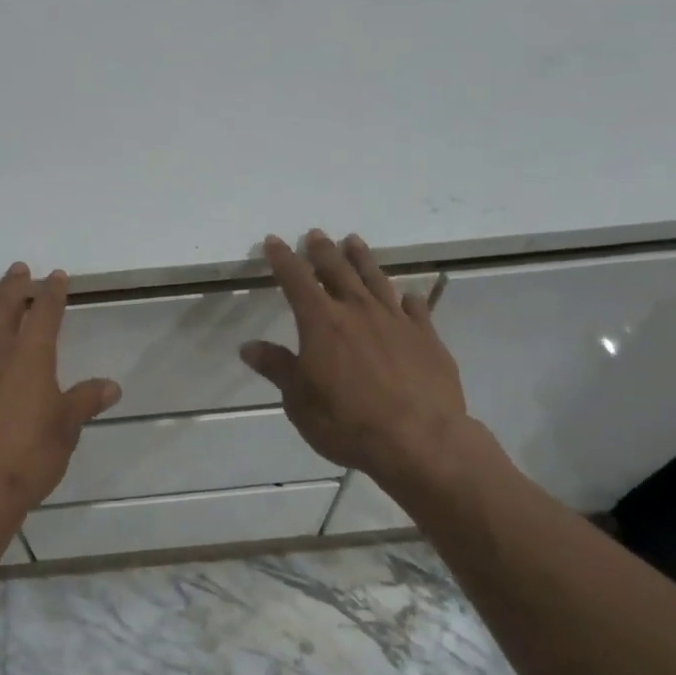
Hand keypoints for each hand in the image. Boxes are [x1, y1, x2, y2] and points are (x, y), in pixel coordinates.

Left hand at [0, 263, 120, 520]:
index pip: (45, 312)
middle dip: (14, 284)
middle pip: (4, 306)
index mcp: (31, 356)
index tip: (56, 276)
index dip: (52, 291)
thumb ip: (85, 402)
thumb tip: (112, 386)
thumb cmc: (25, 460)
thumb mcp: (65, 431)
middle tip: (18, 268)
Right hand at [240, 231, 507, 489]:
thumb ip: (277, 368)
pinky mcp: (427, 338)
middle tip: (316, 234)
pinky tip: (407, 296)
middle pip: (337, 270)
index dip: (283, 259)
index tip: (274, 241)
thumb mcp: (299, 401)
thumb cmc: (347, 422)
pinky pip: (415, 309)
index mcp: (321, 322)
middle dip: (323, 250)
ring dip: (362, 259)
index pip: (296, 279)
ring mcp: (396, 321)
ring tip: (353, 241)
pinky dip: (407, 299)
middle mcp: (358, 311)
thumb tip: (248, 347)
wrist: (419, 440)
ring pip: (376, 279)